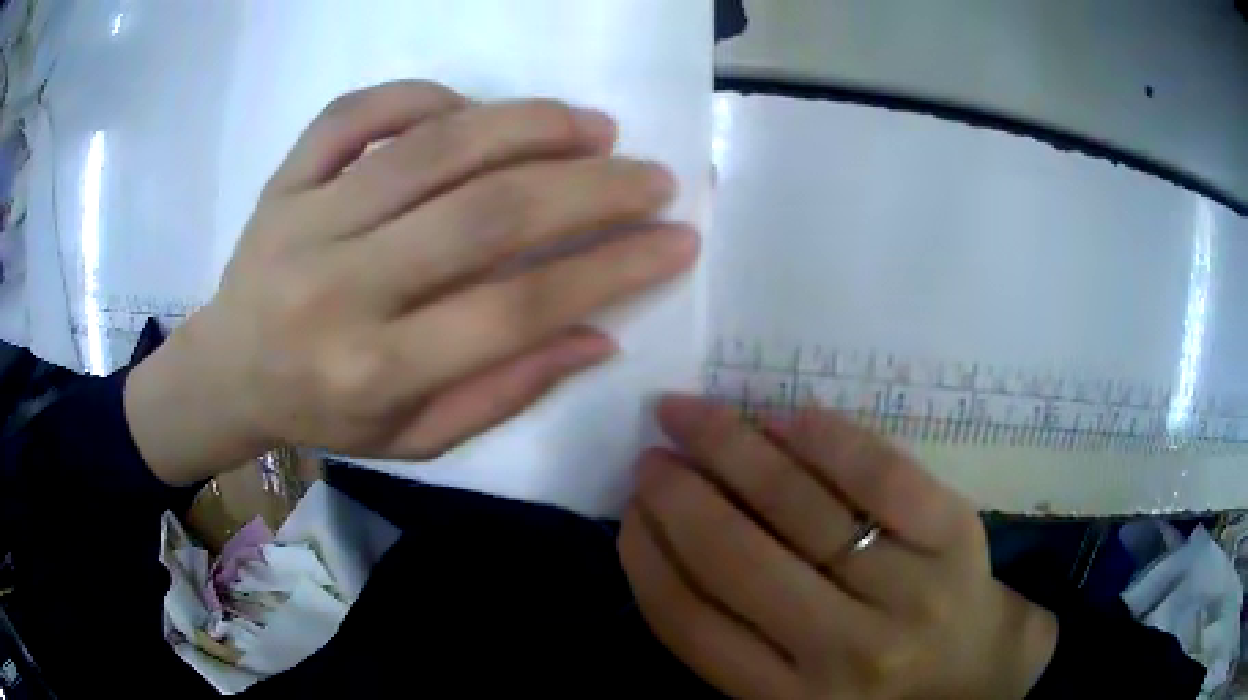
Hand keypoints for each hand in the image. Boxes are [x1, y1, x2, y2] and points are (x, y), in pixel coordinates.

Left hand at [125, 81, 697, 484]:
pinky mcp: (285, 178)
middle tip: (651, 175)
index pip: (519, 308)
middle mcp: (343, 288)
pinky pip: (357, 112)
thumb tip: (598, 335)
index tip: (677, 239)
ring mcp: (307, 219)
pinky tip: (469, 111)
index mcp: (378, 369)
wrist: (227, 372)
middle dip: (591, 188)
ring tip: (591, 127)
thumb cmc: (324, 413)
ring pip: (432, 147)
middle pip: (487, 215)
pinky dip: (422, 95)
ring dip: (528, 125)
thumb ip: (504, 391)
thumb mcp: (415, 438)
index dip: (614, 269)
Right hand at [620, 396, 1056, 698]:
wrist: (976, 671)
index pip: (691, 624)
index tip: (627, 511)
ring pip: (805, 510)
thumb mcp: (791, 695)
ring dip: (734, 451)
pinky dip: (829, 440)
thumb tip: (666, 542)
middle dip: (679, 495)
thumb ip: (732, 643)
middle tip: (652, 454)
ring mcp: (908, 590)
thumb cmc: (873, 686)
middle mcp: (845, 652)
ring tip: (693, 417)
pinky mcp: (956, 535)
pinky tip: (785, 416)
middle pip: (740, 560)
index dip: (647, 558)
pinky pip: (884, 477)